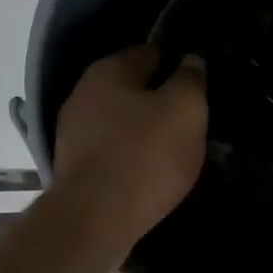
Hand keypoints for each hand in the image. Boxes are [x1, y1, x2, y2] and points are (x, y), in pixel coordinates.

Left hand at [52, 45, 207, 249]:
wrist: (95, 220)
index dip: (176, 63)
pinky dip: (130, 157)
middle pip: (132, 89)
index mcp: (108, 71)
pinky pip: (112, 152)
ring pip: (120, 122)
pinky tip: (150, 173)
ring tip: (174, 149)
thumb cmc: (145, 156)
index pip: (149, 53)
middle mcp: (83, 95)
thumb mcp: (184, 111)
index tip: (198, 81)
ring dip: (143, 131)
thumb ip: (191, 81)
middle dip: (159, 100)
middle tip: (190, 119)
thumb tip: (192, 60)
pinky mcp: (75, 168)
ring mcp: (74, 134)